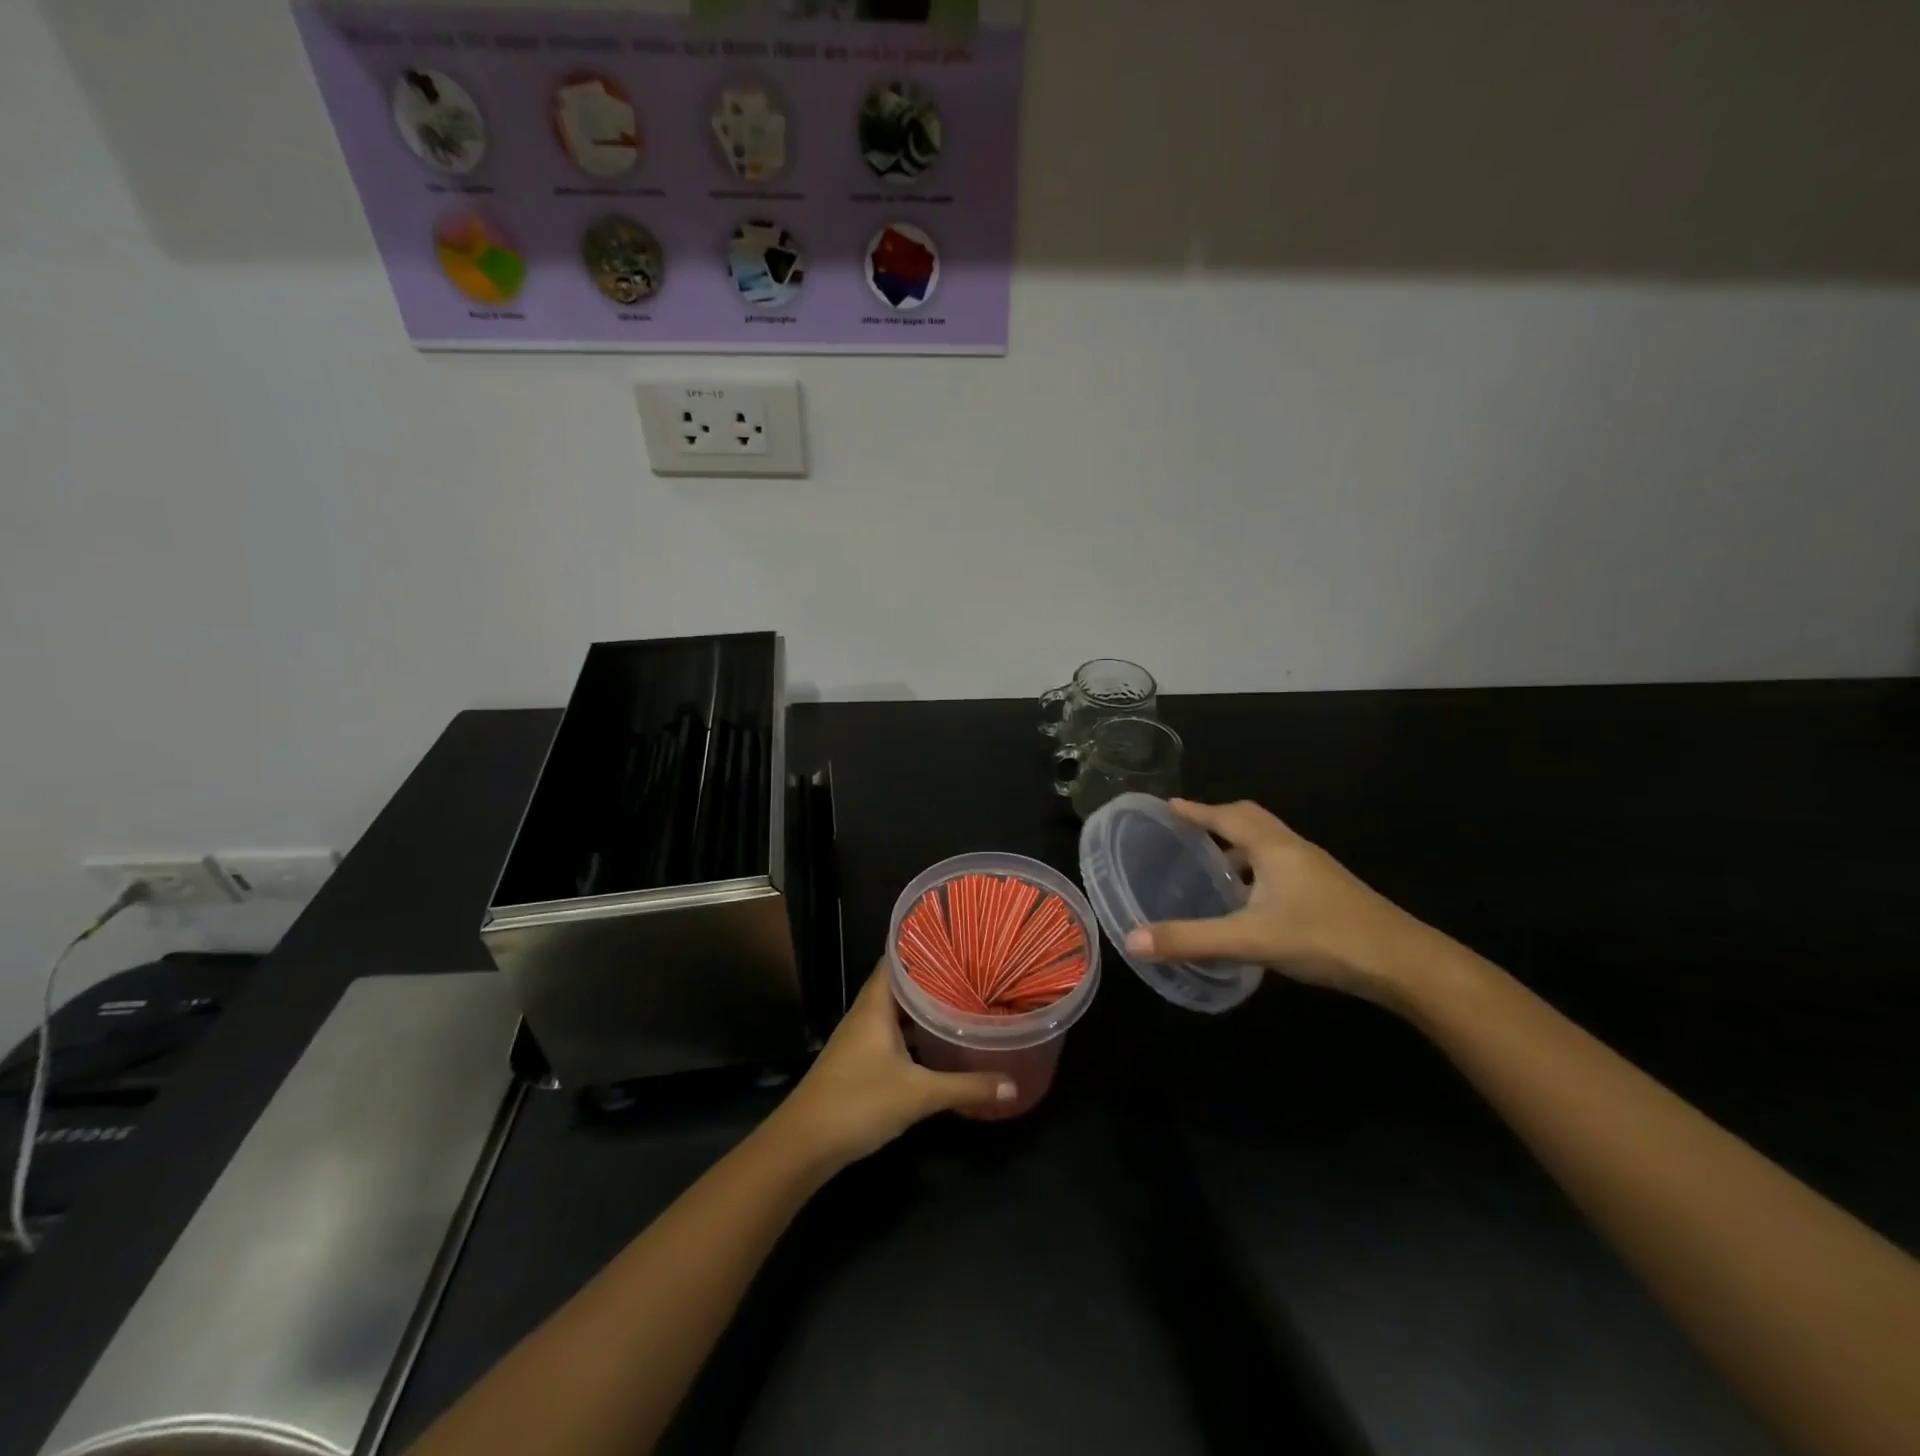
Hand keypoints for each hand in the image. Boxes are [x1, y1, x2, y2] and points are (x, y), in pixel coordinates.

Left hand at [772, 961, 1014, 1169]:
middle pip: (900, 983)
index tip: (956, 938)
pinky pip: (892, 1032)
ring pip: (897, 1010)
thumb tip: (1013, 1084)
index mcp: (876, 1004)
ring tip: (962, 997)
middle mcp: (867, 1012)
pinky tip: (938, 1040)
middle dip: (933, 975)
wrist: (804, 1144)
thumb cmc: (858, 1102)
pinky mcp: (860, 1059)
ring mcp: (861, 1037)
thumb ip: (966, 1087)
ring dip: (924, 1005)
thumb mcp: (919, 1094)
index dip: (923, 944)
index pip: (897, 957)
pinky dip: (914, 1031)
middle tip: (971, 968)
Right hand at [1124, 799, 1435, 1005]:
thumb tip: (1131, 940)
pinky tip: (1250, 904)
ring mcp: (1316, 871)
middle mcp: (1294, 849)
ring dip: (1238, 848)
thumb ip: (1191, 939)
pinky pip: (1282, 866)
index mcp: (1273, 848)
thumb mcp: (1250, 940)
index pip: (1226, 815)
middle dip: (1217, 821)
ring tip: (1212, 869)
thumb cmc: (1325, 938)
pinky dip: (1257, 871)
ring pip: (1269, 845)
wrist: (1406, 965)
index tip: (1168, 807)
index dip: (1195, 810)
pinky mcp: (1328, 893)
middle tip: (1186, 833)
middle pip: (1251, 820)